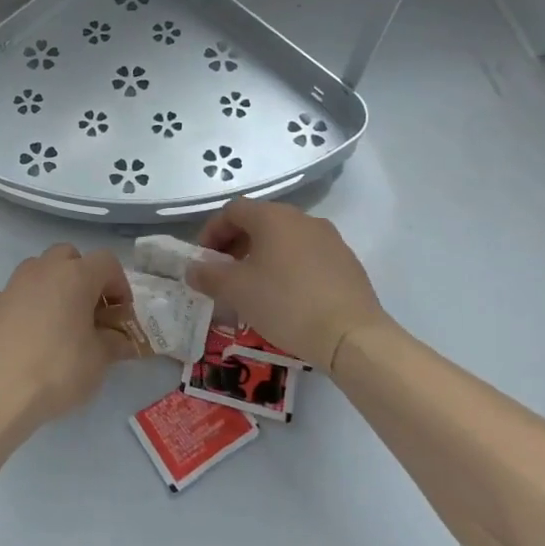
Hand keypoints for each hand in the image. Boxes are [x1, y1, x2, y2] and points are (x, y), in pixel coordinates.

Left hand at [0, 244, 134, 427]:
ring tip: (60, 325)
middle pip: (68, 256)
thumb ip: (114, 343)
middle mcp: (41, 271)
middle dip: (83, 277)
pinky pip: (16, 298)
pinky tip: (29, 341)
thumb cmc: (57, 370)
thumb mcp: (98, 361)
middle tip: (90, 311)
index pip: (106, 261)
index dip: (119, 284)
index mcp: (74, 276)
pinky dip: (28, 309)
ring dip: (54, 289)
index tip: (121, 314)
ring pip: (38, 272)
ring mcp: (11, 287)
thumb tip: (120, 339)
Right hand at [185, 198, 394, 370]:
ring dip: (262, 256)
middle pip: (259, 221)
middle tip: (224, 275)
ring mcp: (329, 239)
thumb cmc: (286, 303)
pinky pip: (306, 256)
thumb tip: (193, 268)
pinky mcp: (346, 262)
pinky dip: (288, 267)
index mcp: (273, 217)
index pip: (232, 210)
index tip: (203, 260)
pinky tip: (285, 297)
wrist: (351, 335)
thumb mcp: (236, 290)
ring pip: (284, 239)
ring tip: (253, 288)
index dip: (211, 232)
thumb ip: (208, 275)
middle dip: (235, 245)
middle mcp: (303, 219)